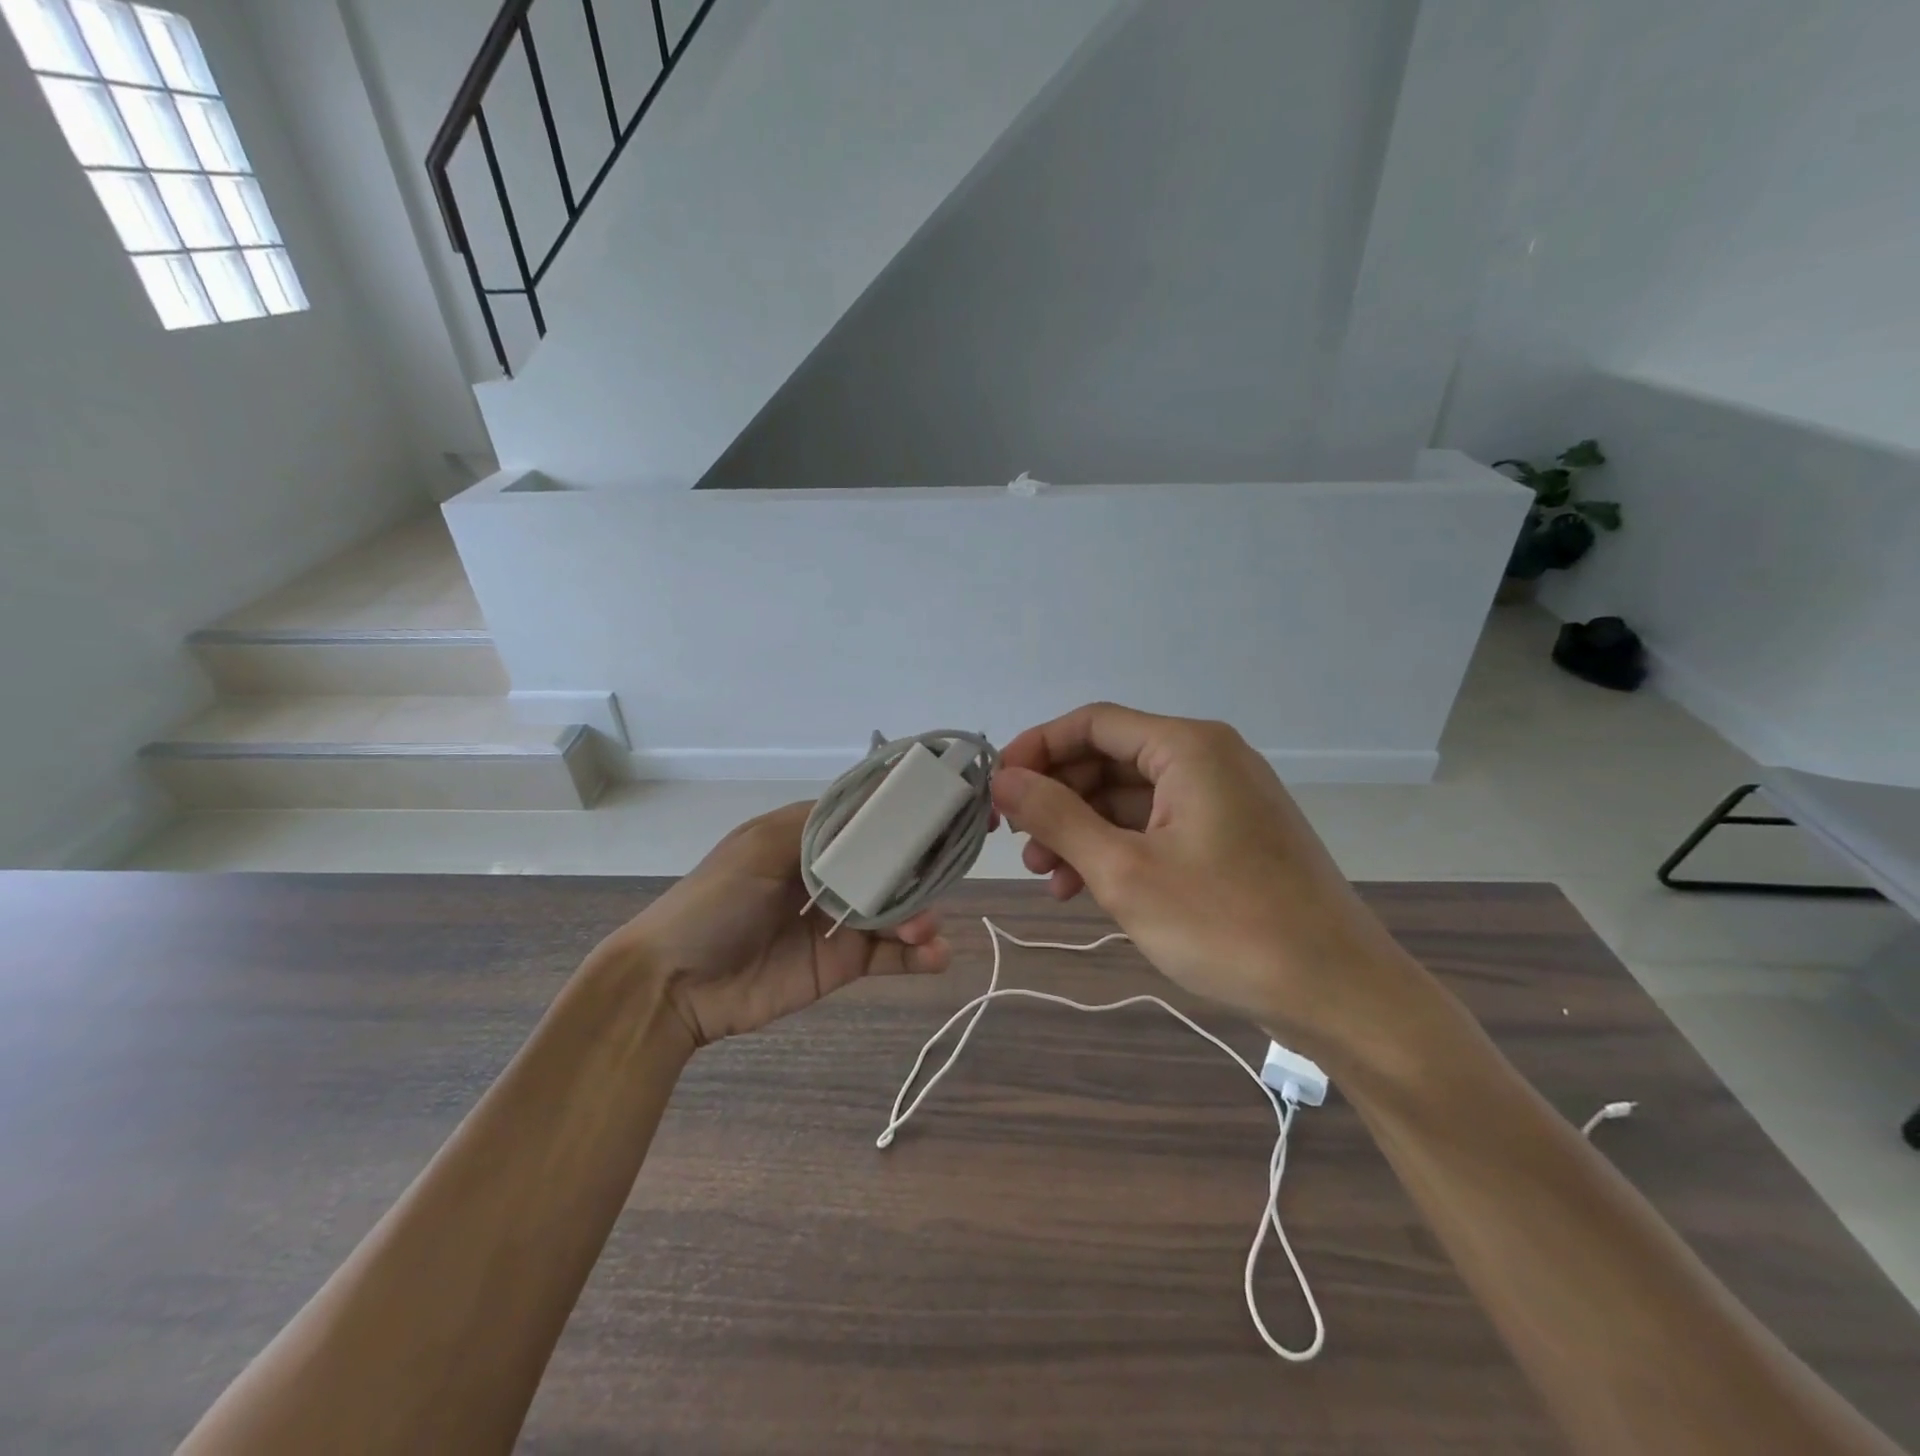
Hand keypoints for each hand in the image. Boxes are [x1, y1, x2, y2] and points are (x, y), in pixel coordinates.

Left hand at [604, 802, 951, 1047]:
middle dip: (918, 871)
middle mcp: (830, 874)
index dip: (901, 817)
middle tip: (938, 881)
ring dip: (921, 914)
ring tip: (924, 929)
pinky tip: (936, 955)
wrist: (675, 985)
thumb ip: (817, 828)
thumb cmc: (714, 903)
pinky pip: (890, 954)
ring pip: (896, 909)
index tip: (942, 812)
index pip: (865, 820)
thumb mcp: (759, 849)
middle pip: (890, 865)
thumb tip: (875, 803)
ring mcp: (839, 920)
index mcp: (808, 839)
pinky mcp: (843, 963)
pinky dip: (919, 954)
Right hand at [993, 703, 1417, 1054]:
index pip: (1092, 723)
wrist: (1338, 993)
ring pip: (1129, 798)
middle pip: (1109, 759)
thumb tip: (1003, 779)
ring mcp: (1222, 799)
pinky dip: (1116, 850)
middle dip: (1057, 798)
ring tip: (1045, 877)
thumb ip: (1057, 817)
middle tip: (1016, 843)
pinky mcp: (1229, 838)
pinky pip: (1156, 827)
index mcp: (1188, 747)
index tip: (997, 789)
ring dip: (1081, 830)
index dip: (1036, 750)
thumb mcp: (1124, 871)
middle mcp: (1207, 759)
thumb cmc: (1226, 925)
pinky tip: (1084, 889)